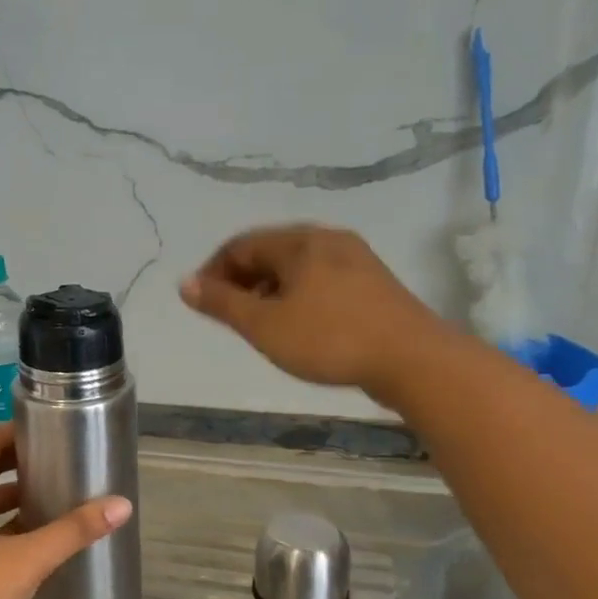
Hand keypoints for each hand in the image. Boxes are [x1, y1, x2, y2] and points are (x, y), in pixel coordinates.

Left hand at [0, 423, 132, 598]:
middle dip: (21, 465)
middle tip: (62, 456)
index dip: (14, 434)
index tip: (50, 426)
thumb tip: (122, 505)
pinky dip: (14, 526)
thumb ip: (73, 530)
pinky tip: (47, 531)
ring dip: (19, 498)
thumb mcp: (26, 559)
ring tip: (61, 489)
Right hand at [180, 224, 443, 392]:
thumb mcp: (264, 325)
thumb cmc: (329, 339)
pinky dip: (296, 296)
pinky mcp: (372, 283)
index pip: (241, 245)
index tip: (200, 303)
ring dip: (268, 290)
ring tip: (258, 324)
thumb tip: (185, 283)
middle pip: (270, 252)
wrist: (412, 359)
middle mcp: (327, 239)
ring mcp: (355, 260)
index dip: (213, 271)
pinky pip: (320, 280)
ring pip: (296, 267)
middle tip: (226, 316)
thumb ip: (222, 303)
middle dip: (241, 281)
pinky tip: (296, 325)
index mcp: (299, 242)